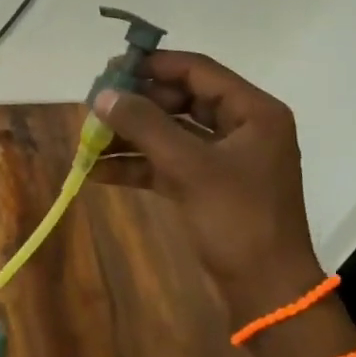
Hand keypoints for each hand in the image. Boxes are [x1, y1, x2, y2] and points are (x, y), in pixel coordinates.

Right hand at [91, 51, 324, 308]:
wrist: (266, 290)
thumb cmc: (238, 220)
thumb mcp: (190, 168)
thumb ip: (145, 126)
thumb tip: (102, 96)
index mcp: (253, 112)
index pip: (197, 71)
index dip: (152, 66)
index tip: (109, 70)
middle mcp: (241, 127)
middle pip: (180, 101)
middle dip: (135, 105)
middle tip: (94, 108)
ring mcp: (224, 158)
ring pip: (170, 133)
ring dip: (131, 136)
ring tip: (88, 140)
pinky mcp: (208, 185)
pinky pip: (168, 163)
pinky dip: (137, 165)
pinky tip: (98, 171)